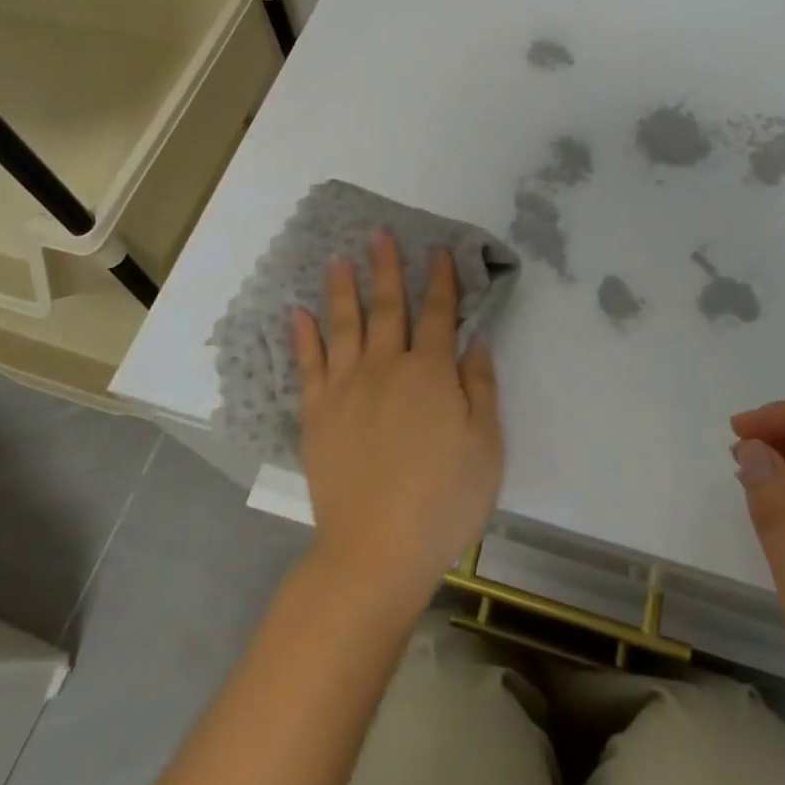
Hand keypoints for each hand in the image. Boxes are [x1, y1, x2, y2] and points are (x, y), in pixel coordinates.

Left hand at [292, 231, 503, 604]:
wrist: (377, 550)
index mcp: (430, 372)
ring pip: (344, 325)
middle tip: (379, 234)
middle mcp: (386, 367)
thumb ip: (482, 387)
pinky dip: (303, 336)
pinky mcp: (318, 413)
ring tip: (338, 258)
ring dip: (342, 288)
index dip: (441, 280)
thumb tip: (477, 340)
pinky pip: (308, 365)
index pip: (438, 313)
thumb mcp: (486, 446)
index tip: (438, 251)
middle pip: (387, 307)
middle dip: (386, 268)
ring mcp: (346, 388)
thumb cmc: (443, 500)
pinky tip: (298, 313)